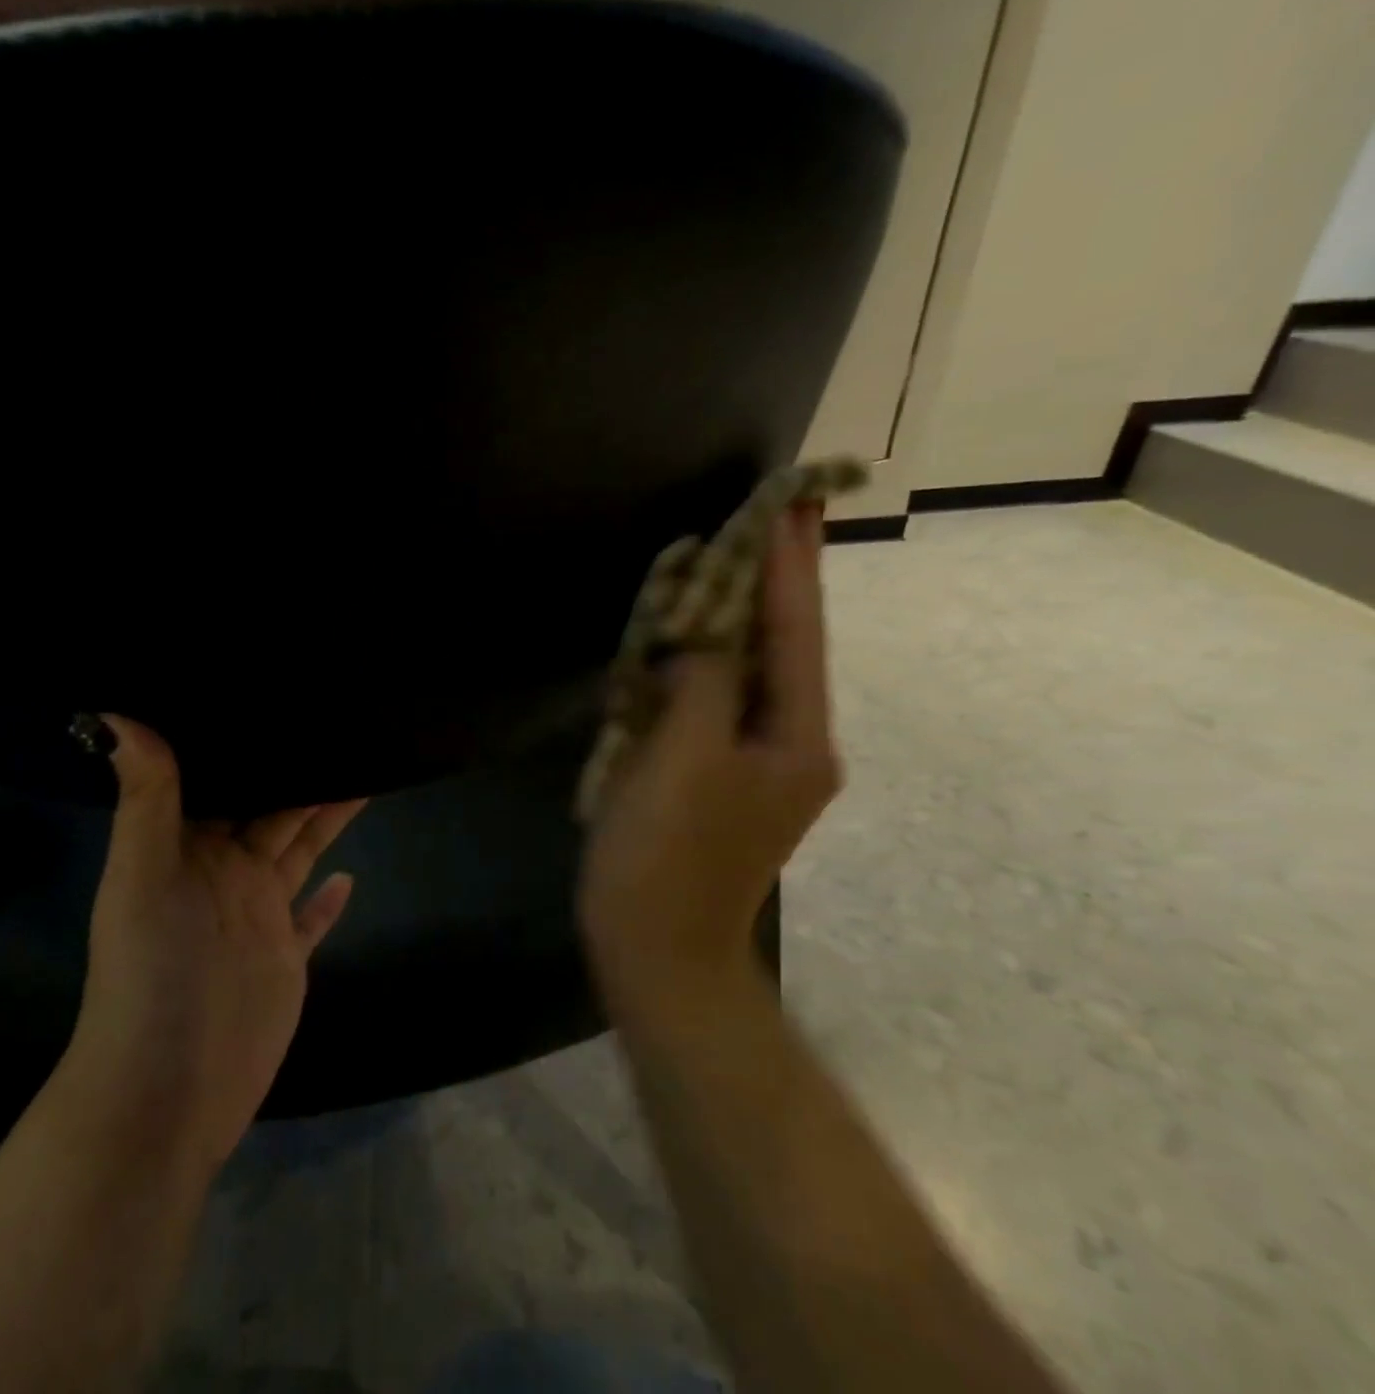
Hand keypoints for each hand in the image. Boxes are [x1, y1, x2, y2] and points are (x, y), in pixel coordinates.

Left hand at [62, 718, 365, 1171]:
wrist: (166, 1090)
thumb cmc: (151, 972)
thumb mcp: (141, 876)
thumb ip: (145, 798)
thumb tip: (117, 714)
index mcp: (190, 848)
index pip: (225, 779)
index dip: (250, 742)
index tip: (283, 697)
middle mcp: (226, 873)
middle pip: (274, 809)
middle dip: (302, 770)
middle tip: (343, 724)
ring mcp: (258, 916)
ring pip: (299, 850)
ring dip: (325, 817)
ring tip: (362, 773)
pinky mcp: (285, 957)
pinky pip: (312, 918)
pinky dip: (329, 898)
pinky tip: (351, 876)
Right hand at [578, 502, 841, 1018]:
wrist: (656, 951)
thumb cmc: (667, 856)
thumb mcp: (685, 758)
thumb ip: (704, 682)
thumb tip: (705, 639)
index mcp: (797, 738)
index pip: (797, 632)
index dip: (790, 565)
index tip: (791, 502)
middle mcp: (788, 744)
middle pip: (779, 648)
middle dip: (765, 584)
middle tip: (759, 518)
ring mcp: (752, 765)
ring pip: (743, 675)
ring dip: (728, 622)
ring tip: (717, 564)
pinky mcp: (714, 779)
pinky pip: (711, 706)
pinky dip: (695, 667)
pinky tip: (678, 640)